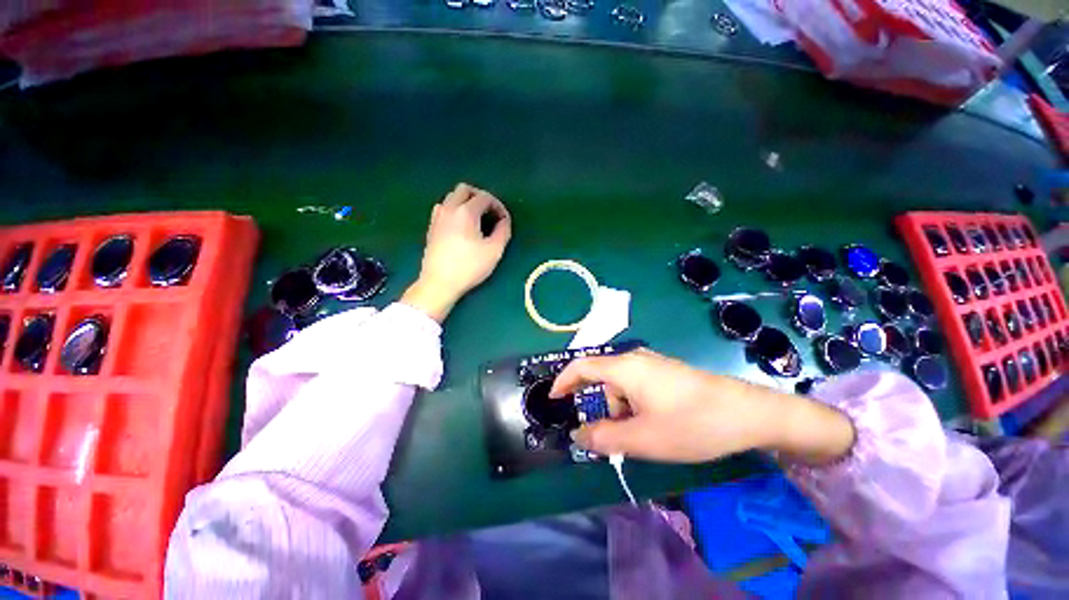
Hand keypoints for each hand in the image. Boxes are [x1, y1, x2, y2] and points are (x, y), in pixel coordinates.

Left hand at [402, 183, 511, 321]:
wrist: (439, 283)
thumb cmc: (469, 267)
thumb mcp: (494, 251)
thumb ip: (503, 231)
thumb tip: (504, 221)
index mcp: (465, 211)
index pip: (485, 197)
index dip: (498, 206)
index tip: (504, 220)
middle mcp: (449, 208)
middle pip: (465, 189)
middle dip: (480, 197)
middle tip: (490, 213)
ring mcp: (437, 217)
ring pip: (452, 197)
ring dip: (466, 202)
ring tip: (477, 219)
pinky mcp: (431, 227)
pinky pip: (444, 208)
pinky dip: (455, 210)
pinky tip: (461, 226)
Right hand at [550, 349, 854, 465]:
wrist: (748, 413)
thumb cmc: (691, 424)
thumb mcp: (643, 439)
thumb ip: (604, 438)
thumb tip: (577, 436)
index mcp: (624, 368)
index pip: (582, 367)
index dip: (563, 381)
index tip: (554, 399)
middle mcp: (635, 359)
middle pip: (603, 380)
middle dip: (602, 408)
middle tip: (614, 437)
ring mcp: (653, 364)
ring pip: (622, 386)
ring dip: (622, 410)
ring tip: (643, 435)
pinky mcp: (667, 372)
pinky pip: (638, 386)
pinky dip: (635, 405)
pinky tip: (656, 423)